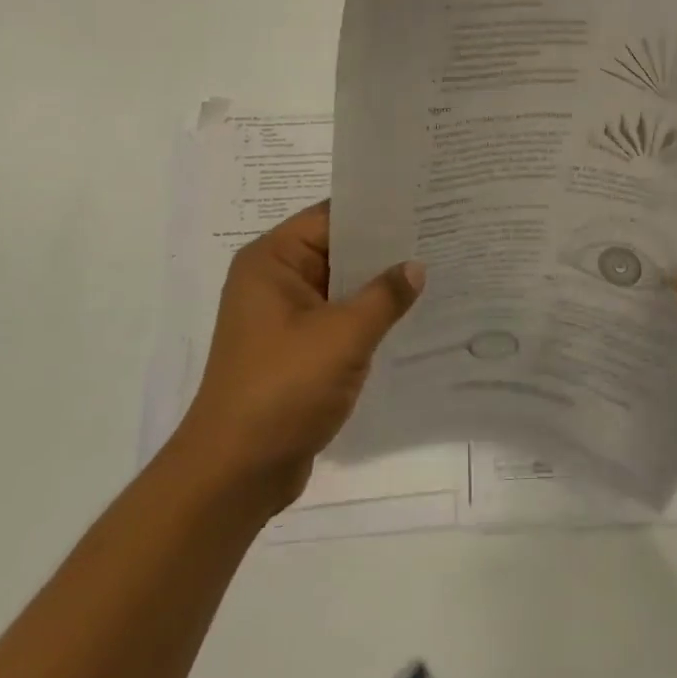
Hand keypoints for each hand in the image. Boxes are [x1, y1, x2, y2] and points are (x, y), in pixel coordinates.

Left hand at [175, 201, 421, 512]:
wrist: (236, 473)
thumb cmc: (283, 389)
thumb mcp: (343, 335)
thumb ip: (384, 295)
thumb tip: (415, 266)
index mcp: (271, 261)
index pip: (330, 217)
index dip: (376, 211)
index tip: (423, 204)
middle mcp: (274, 281)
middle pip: (336, 250)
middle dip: (384, 249)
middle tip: (439, 236)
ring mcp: (283, 318)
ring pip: (340, 288)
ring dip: (378, 286)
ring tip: (436, 270)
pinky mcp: (295, 350)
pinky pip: (338, 320)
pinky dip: (367, 318)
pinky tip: (410, 316)